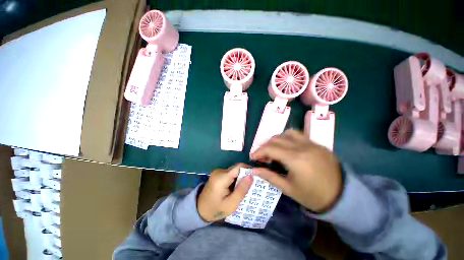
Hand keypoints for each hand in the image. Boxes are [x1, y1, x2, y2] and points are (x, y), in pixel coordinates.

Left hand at [197, 163, 252, 221]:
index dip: (249, 169)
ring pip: (234, 170)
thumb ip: (241, 190)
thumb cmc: (215, 209)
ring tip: (247, 186)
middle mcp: (219, 171)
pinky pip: (230, 173)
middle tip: (254, 183)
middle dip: (246, 174)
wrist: (199, 209)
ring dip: (241, 176)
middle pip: (237, 168)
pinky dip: (236, 178)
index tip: (257, 175)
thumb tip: (251, 176)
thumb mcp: (231, 204)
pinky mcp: (218, 174)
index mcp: (221, 178)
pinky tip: (238, 186)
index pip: (238, 167)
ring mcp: (218, 172)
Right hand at [250, 129, 342, 212]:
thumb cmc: (313, 195)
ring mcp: (310, 143)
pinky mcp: (316, 143)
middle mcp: (302, 147)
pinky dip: (287, 138)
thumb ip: (269, 176)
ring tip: (274, 150)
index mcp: (295, 159)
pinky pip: (298, 135)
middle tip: (263, 157)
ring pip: (286, 133)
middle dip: (265, 146)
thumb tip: (254, 170)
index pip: (269, 148)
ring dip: (276, 140)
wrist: (342, 196)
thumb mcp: (288, 188)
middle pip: (276, 139)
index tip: (253, 157)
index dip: (258, 151)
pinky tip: (287, 147)